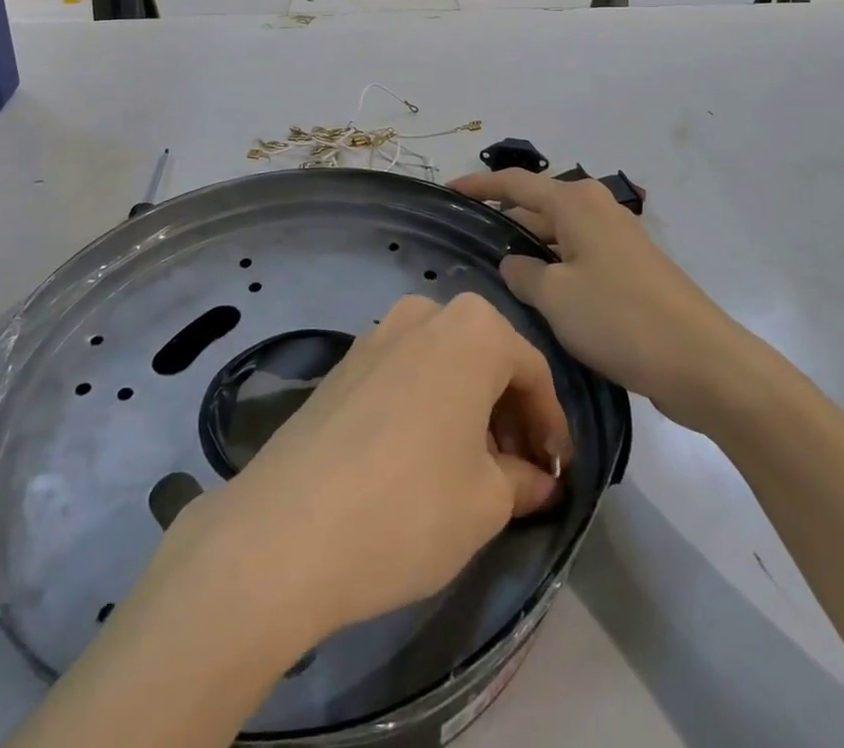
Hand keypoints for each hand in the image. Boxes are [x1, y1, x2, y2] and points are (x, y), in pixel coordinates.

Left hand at [163, 293, 572, 649]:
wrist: (285, 530)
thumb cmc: (410, 507)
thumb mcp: (486, 503)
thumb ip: (522, 480)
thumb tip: (537, 478)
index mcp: (472, 328)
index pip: (532, 371)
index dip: (551, 425)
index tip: (558, 473)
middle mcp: (424, 312)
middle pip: (486, 359)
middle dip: (509, 414)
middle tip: (519, 474)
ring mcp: (376, 334)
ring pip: (443, 364)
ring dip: (467, 409)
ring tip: (473, 470)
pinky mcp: (343, 363)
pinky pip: (404, 374)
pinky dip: (427, 405)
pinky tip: (422, 459)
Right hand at [450, 169, 749, 429]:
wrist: (701, 361)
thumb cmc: (619, 318)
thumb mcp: (555, 296)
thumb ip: (522, 274)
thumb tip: (513, 263)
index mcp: (576, 203)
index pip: (516, 183)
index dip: (479, 185)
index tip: (447, 190)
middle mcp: (597, 209)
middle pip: (538, 206)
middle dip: (503, 221)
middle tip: (464, 242)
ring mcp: (616, 239)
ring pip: (558, 235)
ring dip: (528, 250)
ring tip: (491, 273)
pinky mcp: (630, 269)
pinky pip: (577, 257)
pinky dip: (553, 268)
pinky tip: (536, 296)